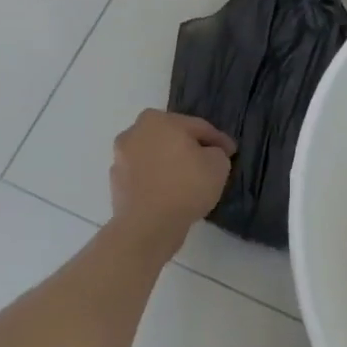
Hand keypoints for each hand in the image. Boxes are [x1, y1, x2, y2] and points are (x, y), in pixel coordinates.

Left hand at [108, 110, 234, 254]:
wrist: (147, 227)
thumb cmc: (185, 186)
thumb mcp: (218, 164)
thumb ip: (217, 152)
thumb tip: (209, 154)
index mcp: (158, 119)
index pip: (197, 127)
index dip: (217, 140)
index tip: (230, 152)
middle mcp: (134, 132)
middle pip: (172, 138)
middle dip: (189, 148)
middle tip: (209, 163)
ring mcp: (121, 159)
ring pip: (156, 157)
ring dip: (171, 165)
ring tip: (189, 182)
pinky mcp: (116, 184)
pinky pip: (145, 177)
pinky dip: (157, 182)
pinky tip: (172, 195)